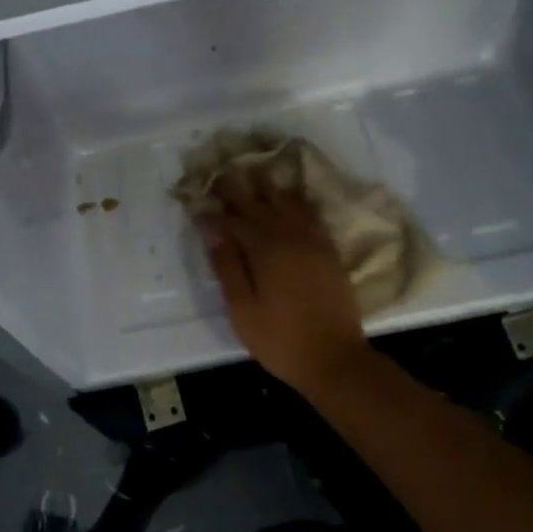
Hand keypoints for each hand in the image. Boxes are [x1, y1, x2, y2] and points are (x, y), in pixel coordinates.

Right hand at [196, 167, 371, 391]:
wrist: (335, 360)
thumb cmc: (280, 339)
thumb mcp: (243, 310)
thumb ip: (228, 267)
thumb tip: (213, 232)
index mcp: (265, 251)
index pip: (233, 221)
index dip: (214, 210)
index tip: (197, 199)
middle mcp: (289, 237)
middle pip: (260, 204)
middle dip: (239, 188)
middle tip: (223, 171)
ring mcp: (313, 242)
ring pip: (288, 203)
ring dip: (269, 187)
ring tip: (255, 171)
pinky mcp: (329, 252)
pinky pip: (312, 215)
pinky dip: (298, 201)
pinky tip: (291, 196)